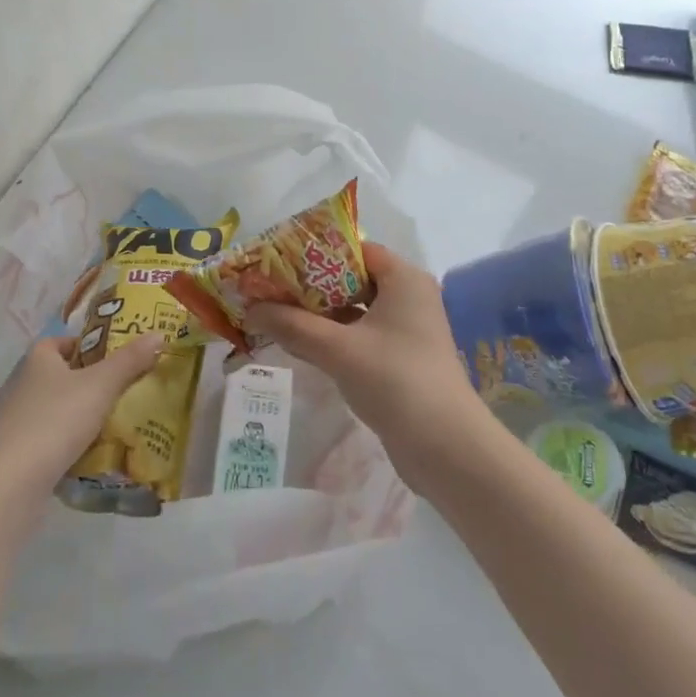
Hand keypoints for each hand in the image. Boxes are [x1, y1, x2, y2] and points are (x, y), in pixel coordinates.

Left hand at [0, 332, 166, 483]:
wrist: (13, 483)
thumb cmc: (57, 419)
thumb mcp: (101, 385)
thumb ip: (129, 360)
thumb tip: (159, 334)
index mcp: (39, 363)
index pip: (57, 342)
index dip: (82, 344)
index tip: (111, 353)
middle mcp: (25, 388)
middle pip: (61, 376)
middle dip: (90, 380)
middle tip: (126, 385)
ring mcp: (21, 424)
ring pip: (59, 410)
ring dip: (84, 414)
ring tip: (120, 419)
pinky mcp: (23, 456)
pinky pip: (55, 441)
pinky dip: (75, 444)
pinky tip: (99, 452)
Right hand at [243, 243, 495, 490]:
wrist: (445, 446)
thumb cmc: (395, 380)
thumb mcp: (338, 349)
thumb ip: (293, 325)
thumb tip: (250, 308)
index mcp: (403, 279)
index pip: (356, 250)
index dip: (317, 253)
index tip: (279, 261)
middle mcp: (408, 297)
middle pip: (352, 279)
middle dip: (311, 286)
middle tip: (269, 289)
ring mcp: (406, 330)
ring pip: (355, 310)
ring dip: (319, 314)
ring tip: (275, 315)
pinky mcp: (400, 359)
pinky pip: (360, 336)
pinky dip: (333, 337)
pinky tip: (300, 345)